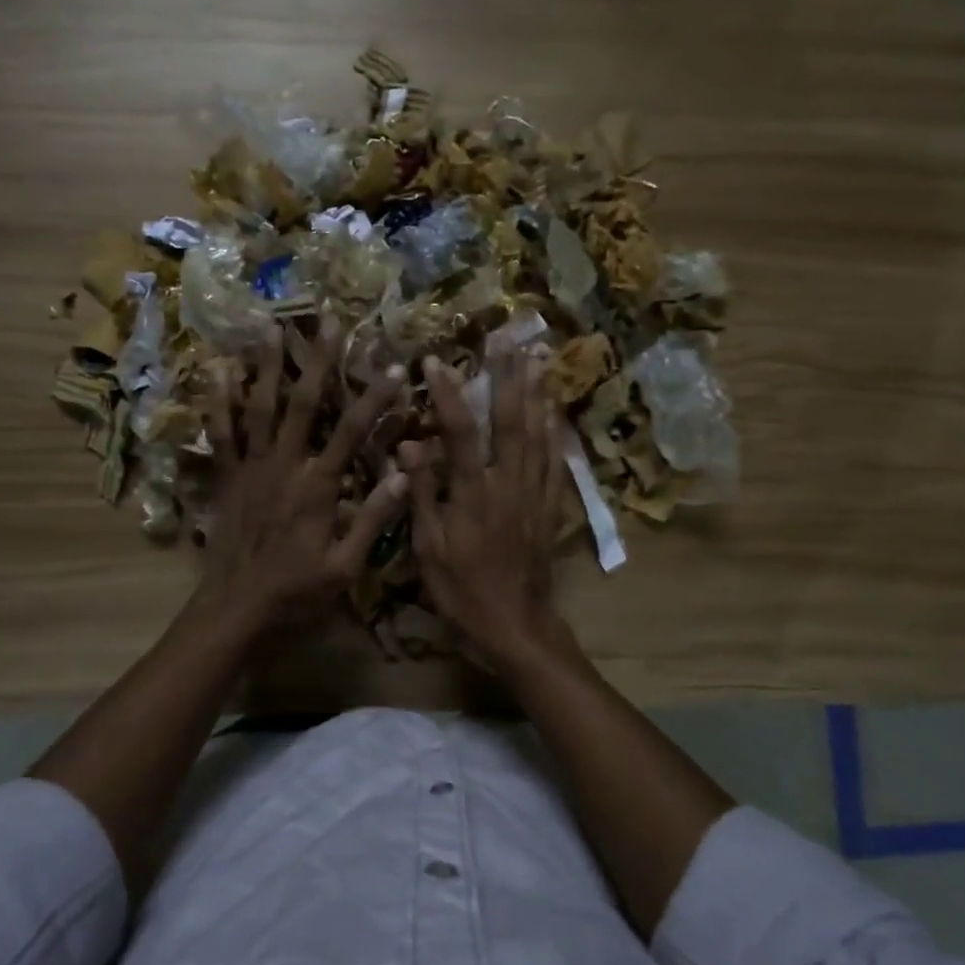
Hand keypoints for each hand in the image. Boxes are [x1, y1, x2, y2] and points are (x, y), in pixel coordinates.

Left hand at [196, 318, 408, 642]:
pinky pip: (220, 434)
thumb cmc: (295, 592)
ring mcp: (250, 468)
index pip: (353, 431)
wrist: (235, 609)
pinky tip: (217, 372)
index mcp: (318, 487)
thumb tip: (404, 474)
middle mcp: (284, 466)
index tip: (395, 367)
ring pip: (259, 408)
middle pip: (303, 404)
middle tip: (330, 321)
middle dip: (319, 361)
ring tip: (270, 328)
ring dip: (267, 367)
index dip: (376, 398)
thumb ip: (372, 520)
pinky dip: (218, 403)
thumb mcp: (345, 567)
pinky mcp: (226, 478)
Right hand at [401, 350, 567, 668]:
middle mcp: (507, 484)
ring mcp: (534, 494)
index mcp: (472, 494)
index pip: (459, 432)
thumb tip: (409, 446)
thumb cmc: (462, 592)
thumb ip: (420, 494)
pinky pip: (556, 461)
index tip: (434, 360)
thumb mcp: (428, 549)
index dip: (446, 394)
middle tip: (507, 338)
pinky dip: (555, 431)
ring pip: (538, 434)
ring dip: (536, 393)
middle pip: (510, 421)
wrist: (515, 626)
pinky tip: (554, 410)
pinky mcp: (550, 508)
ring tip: (536, 358)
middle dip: (507, 377)